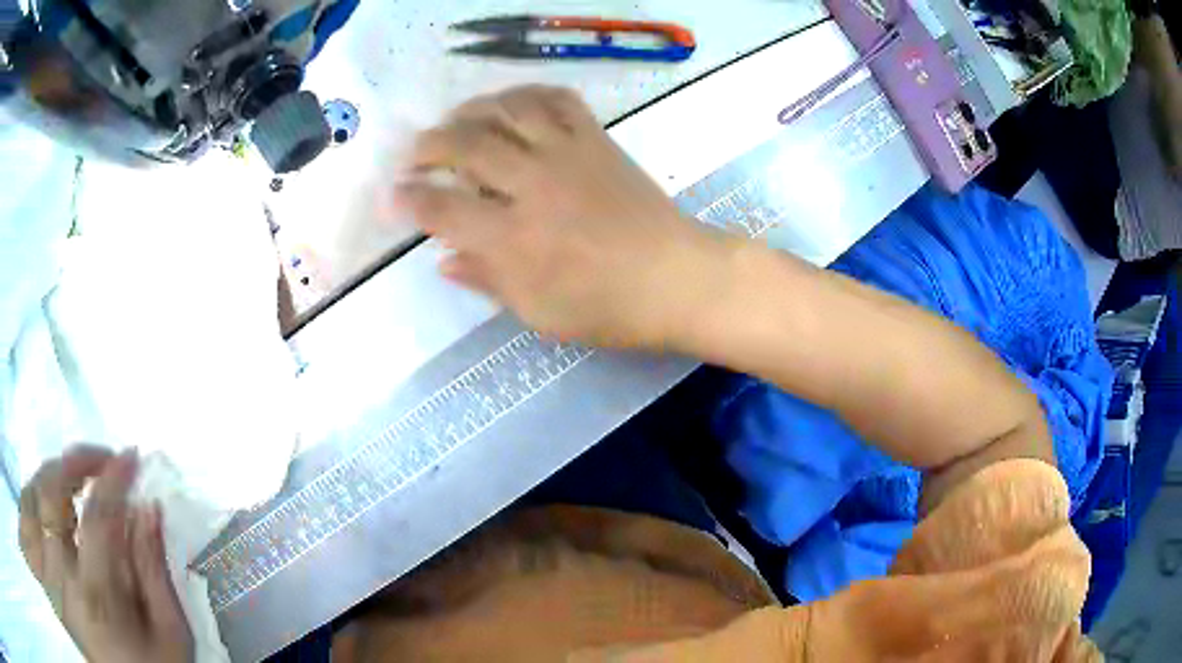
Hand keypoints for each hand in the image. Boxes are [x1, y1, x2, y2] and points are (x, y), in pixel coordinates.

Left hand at [18, 446, 193, 662]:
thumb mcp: (168, 639)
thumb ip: (154, 575)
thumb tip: (148, 509)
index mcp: (95, 596)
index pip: (98, 514)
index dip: (114, 476)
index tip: (132, 458)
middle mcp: (58, 574)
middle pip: (51, 490)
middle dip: (76, 462)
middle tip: (99, 460)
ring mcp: (44, 568)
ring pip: (31, 494)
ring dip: (52, 479)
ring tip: (72, 485)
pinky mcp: (42, 568)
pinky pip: (24, 514)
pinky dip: (32, 499)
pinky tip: (45, 508)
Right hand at [399, 85, 732, 349]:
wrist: (677, 278)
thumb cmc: (607, 307)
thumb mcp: (539, 312)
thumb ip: (487, 280)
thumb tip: (443, 260)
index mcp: (514, 237)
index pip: (443, 208)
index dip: (409, 200)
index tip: (392, 196)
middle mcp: (533, 184)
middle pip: (466, 144)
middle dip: (428, 144)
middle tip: (414, 154)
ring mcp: (567, 153)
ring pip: (506, 109)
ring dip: (471, 110)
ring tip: (455, 121)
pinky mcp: (596, 139)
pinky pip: (556, 99)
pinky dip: (526, 94)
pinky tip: (511, 104)